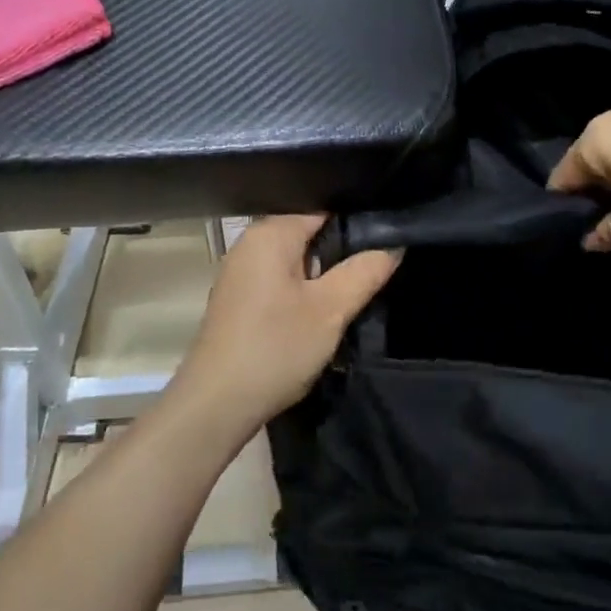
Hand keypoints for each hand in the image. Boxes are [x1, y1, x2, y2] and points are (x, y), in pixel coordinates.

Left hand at [172, 215, 400, 432]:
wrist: (217, 403)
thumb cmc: (276, 347)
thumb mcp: (331, 310)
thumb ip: (364, 272)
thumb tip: (393, 244)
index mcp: (270, 233)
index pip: (322, 207)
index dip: (356, 220)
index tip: (387, 235)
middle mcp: (250, 243)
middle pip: (308, 232)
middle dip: (341, 249)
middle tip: (378, 265)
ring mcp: (241, 272)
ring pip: (295, 259)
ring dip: (322, 273)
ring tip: (356, 287)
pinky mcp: (239, 298)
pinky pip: (279, 279)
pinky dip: (302, 289)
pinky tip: (321, 309)